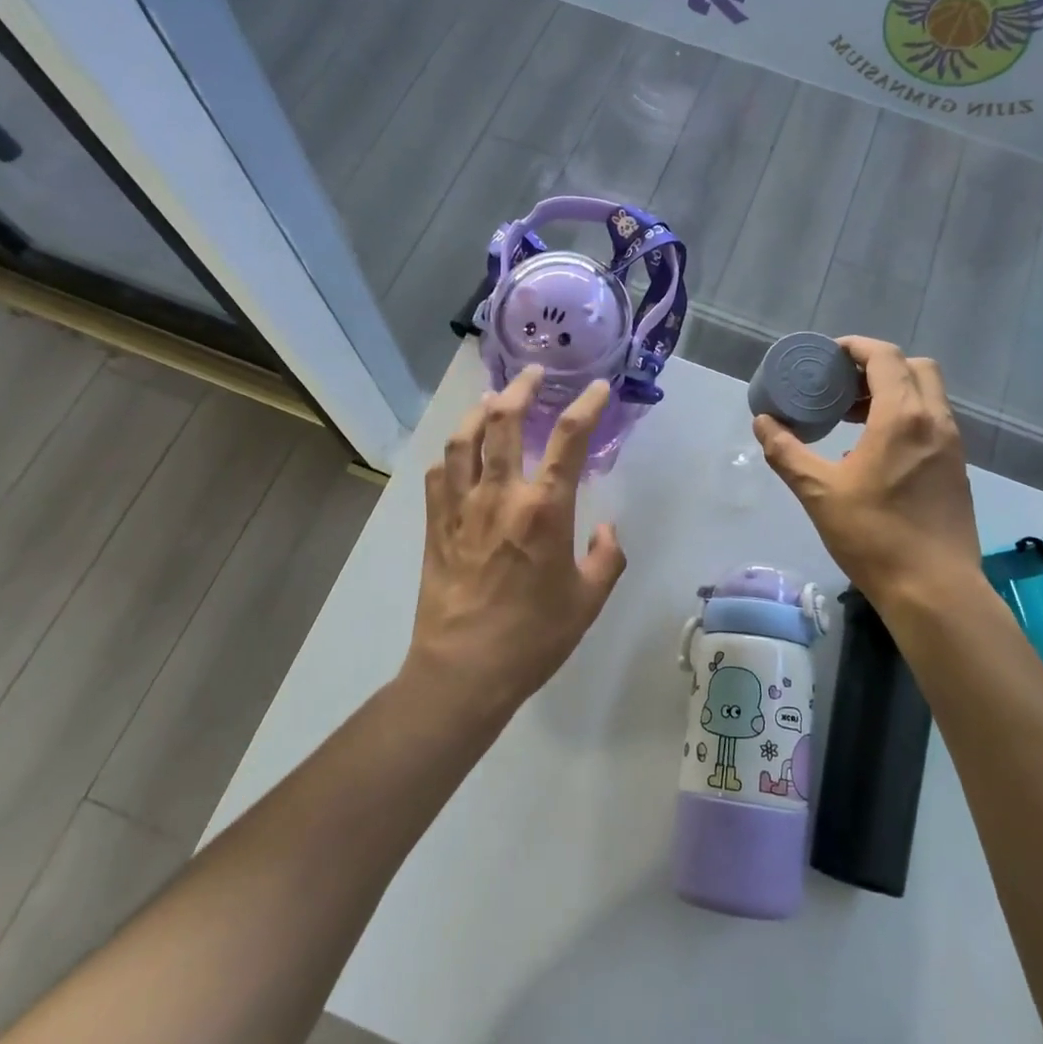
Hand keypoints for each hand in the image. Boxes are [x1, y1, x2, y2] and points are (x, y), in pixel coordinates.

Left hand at [405, 366, 626, 720]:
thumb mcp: (588, 600)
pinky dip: (452, 454)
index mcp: (544, 510)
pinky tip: (460, 453)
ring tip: (493, 400)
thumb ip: (606, 557)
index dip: (586, 406)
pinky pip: (439, 475)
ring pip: (464, 440)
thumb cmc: (534, 637)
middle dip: (521, 389)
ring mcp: (461, 508)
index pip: (569, 440)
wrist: (464, 671)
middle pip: (505, 422)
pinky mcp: (436, 525)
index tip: (595, 388)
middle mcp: (500, 496)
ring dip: (479, 411)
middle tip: (533, 373)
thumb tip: (606, 529)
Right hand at [754, 337, 982, 612]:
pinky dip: (906, 418)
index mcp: (903, 417)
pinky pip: (932, 423)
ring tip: (853, 418)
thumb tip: (763, 423)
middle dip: (878, 367)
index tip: (829, 356)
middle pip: (915, 368)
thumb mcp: (819, 492)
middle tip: (843, 387)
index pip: (885, 357)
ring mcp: (952, 446)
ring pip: (927, 396)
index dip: (856, 347)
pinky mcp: (957, 469)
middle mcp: (935, 421)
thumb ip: (787, 452)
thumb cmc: (874, 536)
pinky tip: (875, 452)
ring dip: (893, 393)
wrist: (934, 590)